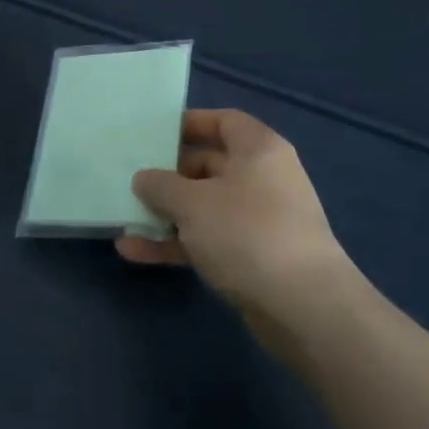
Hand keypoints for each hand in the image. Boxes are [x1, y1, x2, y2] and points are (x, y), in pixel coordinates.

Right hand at [120, 109, 359, 331]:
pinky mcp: (255, 257)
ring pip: (205, 207)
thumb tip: (144, 178)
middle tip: (132, 180)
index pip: (223, 121)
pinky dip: (177, 244)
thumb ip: (161, 185)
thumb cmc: (246, 233)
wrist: (304, 307)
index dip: (189, 124)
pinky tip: (135, 253)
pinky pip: (209, 240)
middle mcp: (263, 178)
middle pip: (210, 166)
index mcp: (258, 150)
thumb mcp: (192, 203)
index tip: (154, 134)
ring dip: (167, 214)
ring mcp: (260, 220)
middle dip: (169, 175)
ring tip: (125, 219)